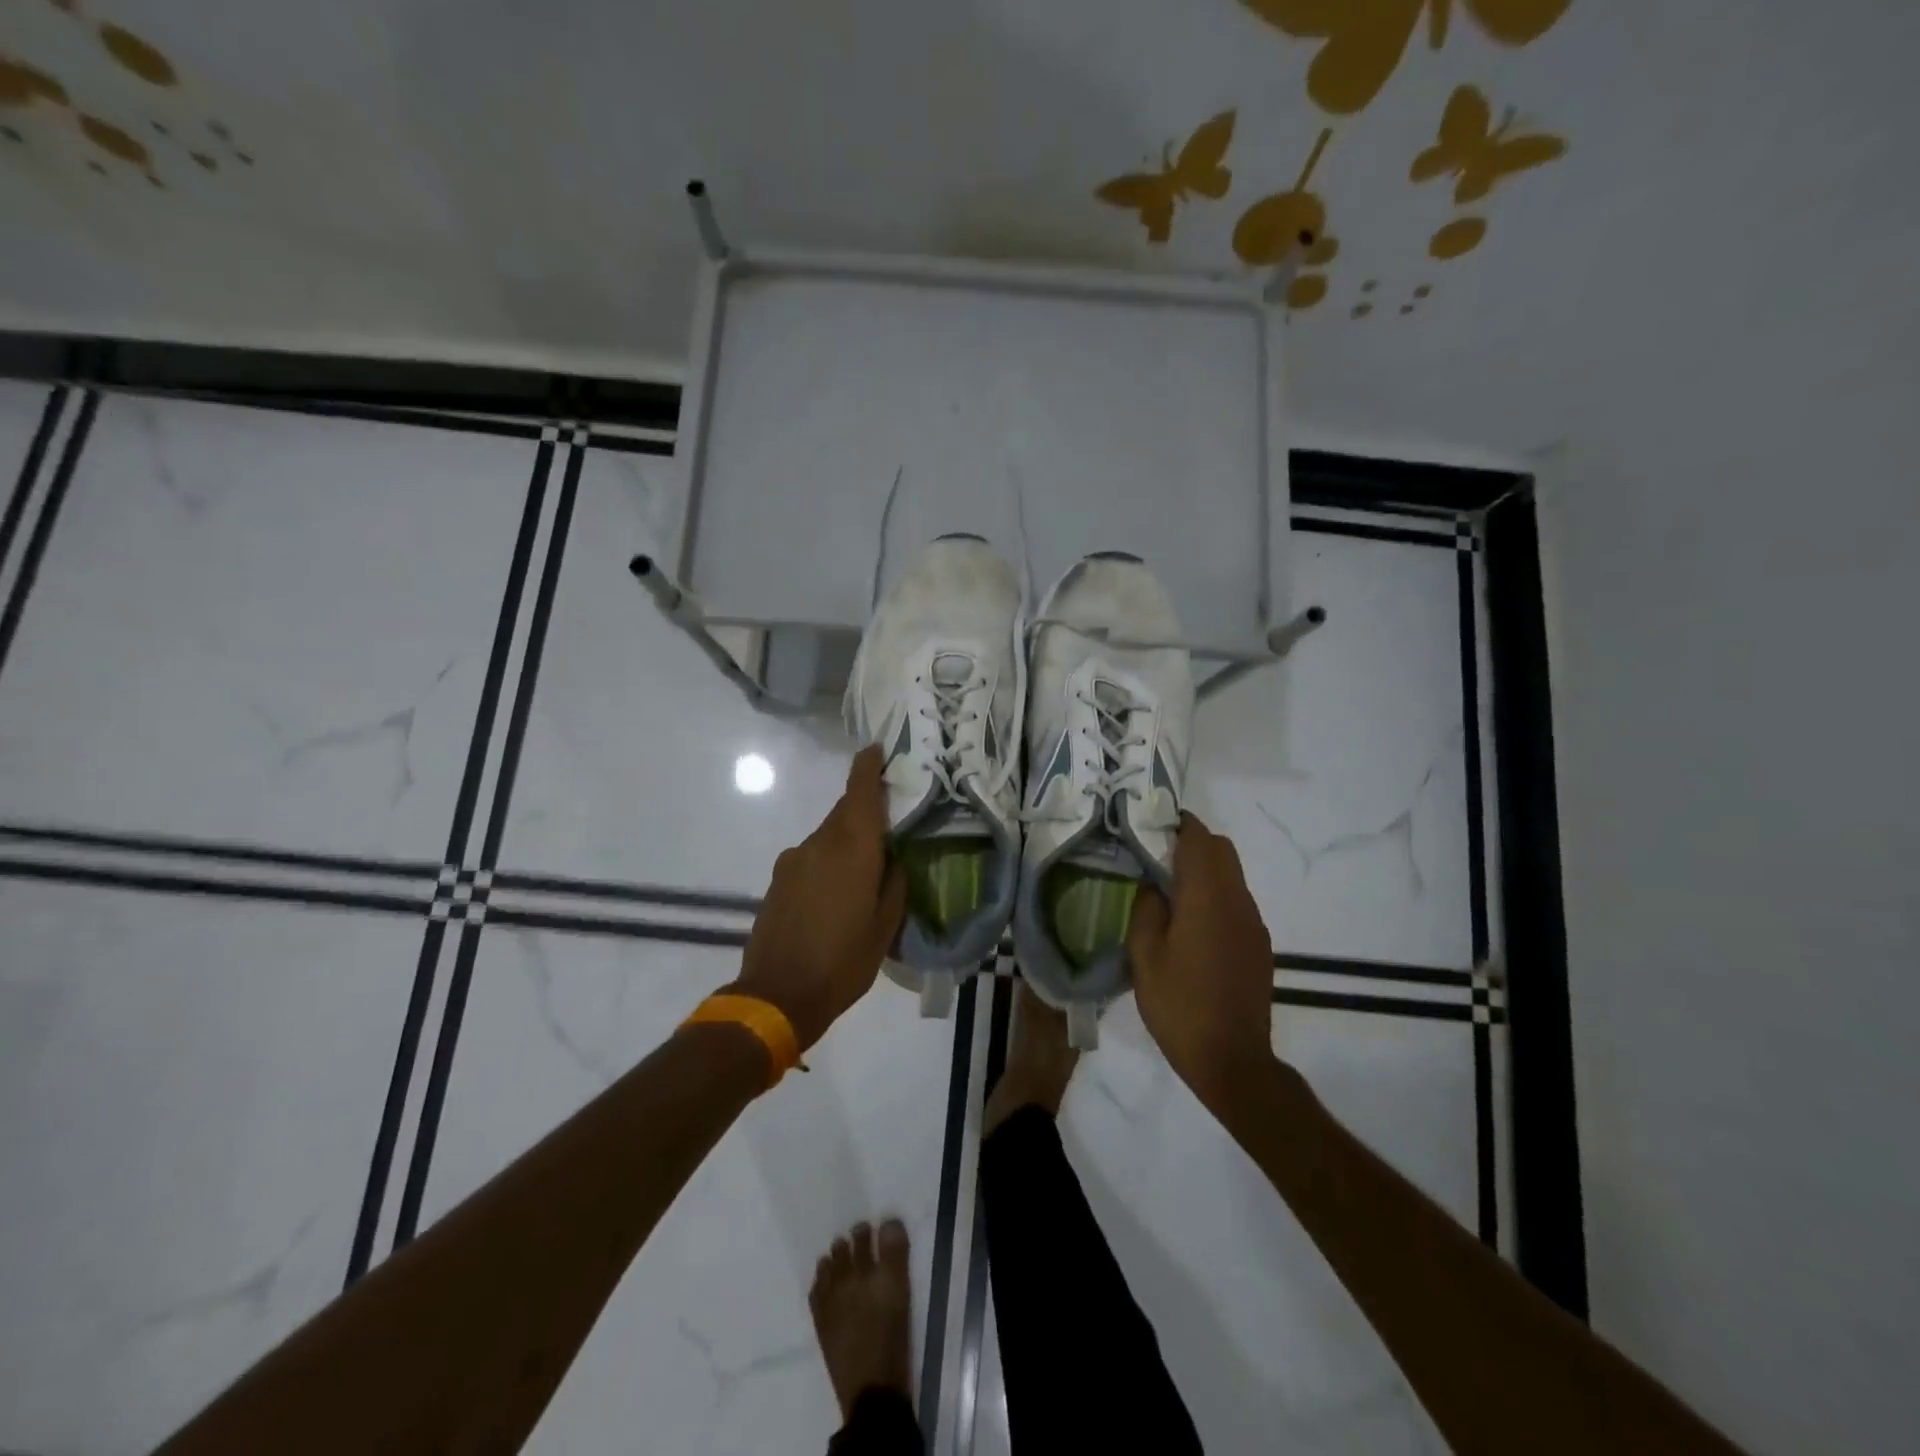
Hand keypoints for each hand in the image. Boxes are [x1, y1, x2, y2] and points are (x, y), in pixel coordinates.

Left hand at [729, 747, 906, 1050]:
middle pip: (844, 812)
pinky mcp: (778, 879)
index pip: (860, 792)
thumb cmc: (843, 961)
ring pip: (827, 836)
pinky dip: (828, 862)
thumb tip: (893, 859)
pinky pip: (811, 857)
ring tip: (864, 872)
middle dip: (865, 810)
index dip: (868, 767)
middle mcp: (819, 843)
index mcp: (852, 848)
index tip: (876, 749)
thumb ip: (894, 883)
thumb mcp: (885, 927)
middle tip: (889, 825)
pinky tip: (835, 893)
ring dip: (846, 842)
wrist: (776, 994)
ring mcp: (793, 860)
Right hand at [1128, 814, 1277, 1111]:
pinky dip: (1215, 895)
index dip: (1178, 824)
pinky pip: (1237, 902)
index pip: (1200, 839)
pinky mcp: (1259, 944)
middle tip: (1156, 856)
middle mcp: (1238, 901)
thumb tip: (1153, 885)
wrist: (1232, 1060)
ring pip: (1232, 875)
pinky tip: (1192, 924)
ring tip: (1170, 890)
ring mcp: (1253, 923)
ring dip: (1204, 870)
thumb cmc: (1179, 1005)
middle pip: (1222, 850)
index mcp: (1208, 897)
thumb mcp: (1144, 955)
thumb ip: (1147, 909)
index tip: (1152, 824)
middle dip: (1192, 843)